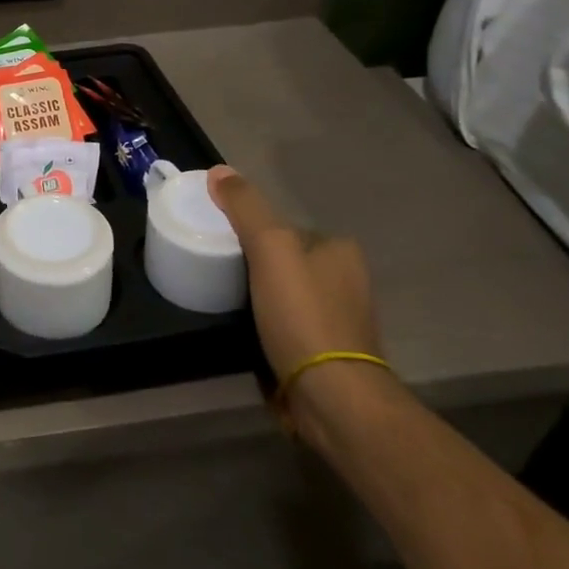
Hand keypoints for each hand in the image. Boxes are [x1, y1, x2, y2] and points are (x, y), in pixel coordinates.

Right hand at [205, 166, 383, 425]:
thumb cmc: (302, 314)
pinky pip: (292, 327)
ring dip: (265, 299)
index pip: (288, 228)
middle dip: (258, 267)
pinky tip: (253, 335)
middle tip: (222, 275)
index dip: (254, 232)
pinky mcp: (331, 356)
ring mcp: (343, 321)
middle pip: (288, 261)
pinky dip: (273, 328)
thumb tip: (219, 171)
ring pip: (290, 295)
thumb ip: (245, 207)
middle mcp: (349, 281)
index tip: (224, 245)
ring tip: (229, 305)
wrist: (332, 397)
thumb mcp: (269, 247)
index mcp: (341, 251)